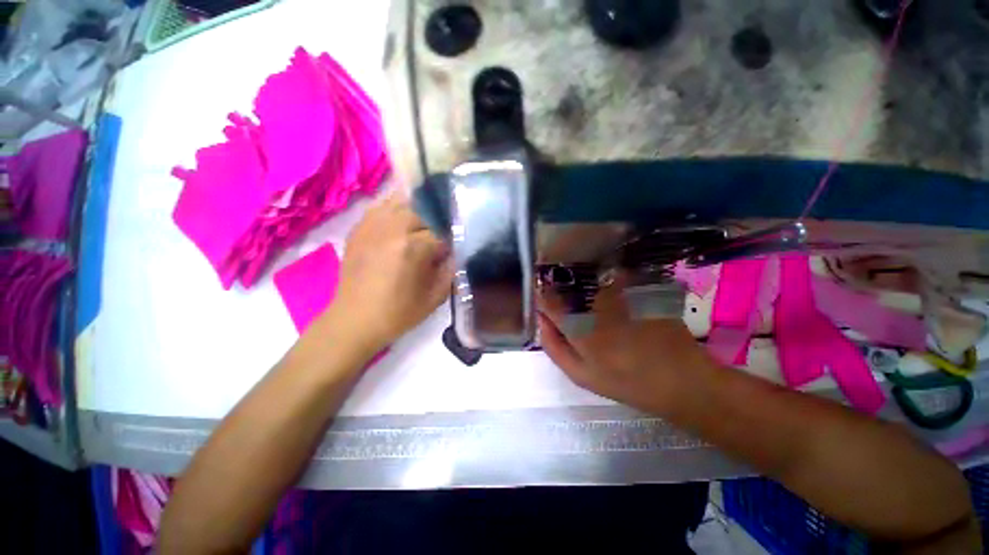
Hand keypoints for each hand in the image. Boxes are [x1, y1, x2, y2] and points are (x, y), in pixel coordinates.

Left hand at [325, 193, 452, 350]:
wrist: (355, 320)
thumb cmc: (399, 312)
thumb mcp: (436, 296)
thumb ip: (451, 269)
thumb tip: (455, 251)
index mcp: (413, 247)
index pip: (442, 231)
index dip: (450, 240)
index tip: (451, 250)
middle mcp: (392, 228)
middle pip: (423, 209)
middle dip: (435, 221)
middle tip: (438, 237)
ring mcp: (372, 225)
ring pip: (401, 200)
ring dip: (416, 209)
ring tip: (422, 224)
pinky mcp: (359, 228)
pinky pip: (380, 206)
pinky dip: (394, 208)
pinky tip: (401, 221)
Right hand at [537, 273, 718, 415]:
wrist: (681, 380)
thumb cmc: (625, 382)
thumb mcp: (580, 374)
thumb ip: (553, 345)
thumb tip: (539, 318)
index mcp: (577, 325)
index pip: (547, 299)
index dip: (542, 299)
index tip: (544, 305)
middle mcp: (594, 302)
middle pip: (566, 286)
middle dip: (561, 293)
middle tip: (570, 311)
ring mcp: (618, 292)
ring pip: (587, 281)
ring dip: (583, 289)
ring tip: (595, 309)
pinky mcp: (636, 287)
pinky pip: (610, 279)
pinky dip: (605, 286)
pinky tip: (614, 303)